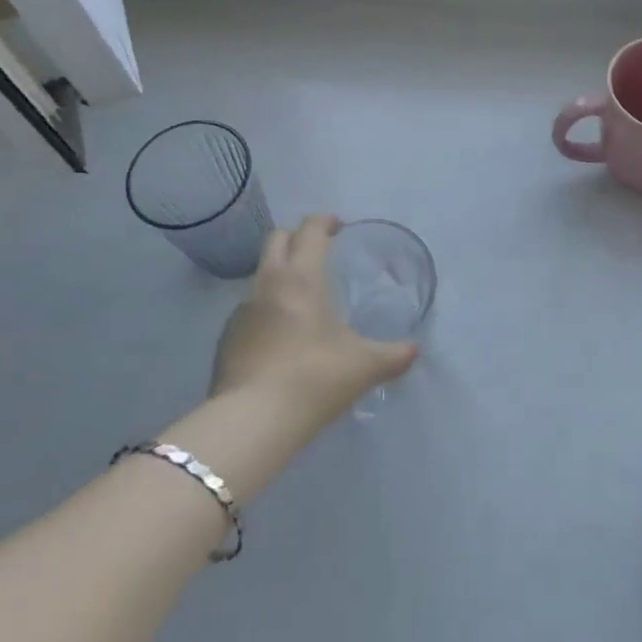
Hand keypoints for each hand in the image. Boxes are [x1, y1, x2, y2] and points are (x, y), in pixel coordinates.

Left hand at [210, 215, 418, 426]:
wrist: (252, 420)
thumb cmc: (314, 379)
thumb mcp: (364, 367)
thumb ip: (393, 355)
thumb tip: (414, 351)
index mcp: (302, 277)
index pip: (310, 230)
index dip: (325, 221)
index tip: (339, 226)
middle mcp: (268, 283)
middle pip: (276, 239)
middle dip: (297, 237)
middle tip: (318, 252)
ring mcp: (242, 310)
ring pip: (261, 275)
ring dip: (280, 275)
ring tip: (302, 301)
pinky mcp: (226, 338)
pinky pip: (250, 310)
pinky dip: (266, 310)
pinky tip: (281, 339)